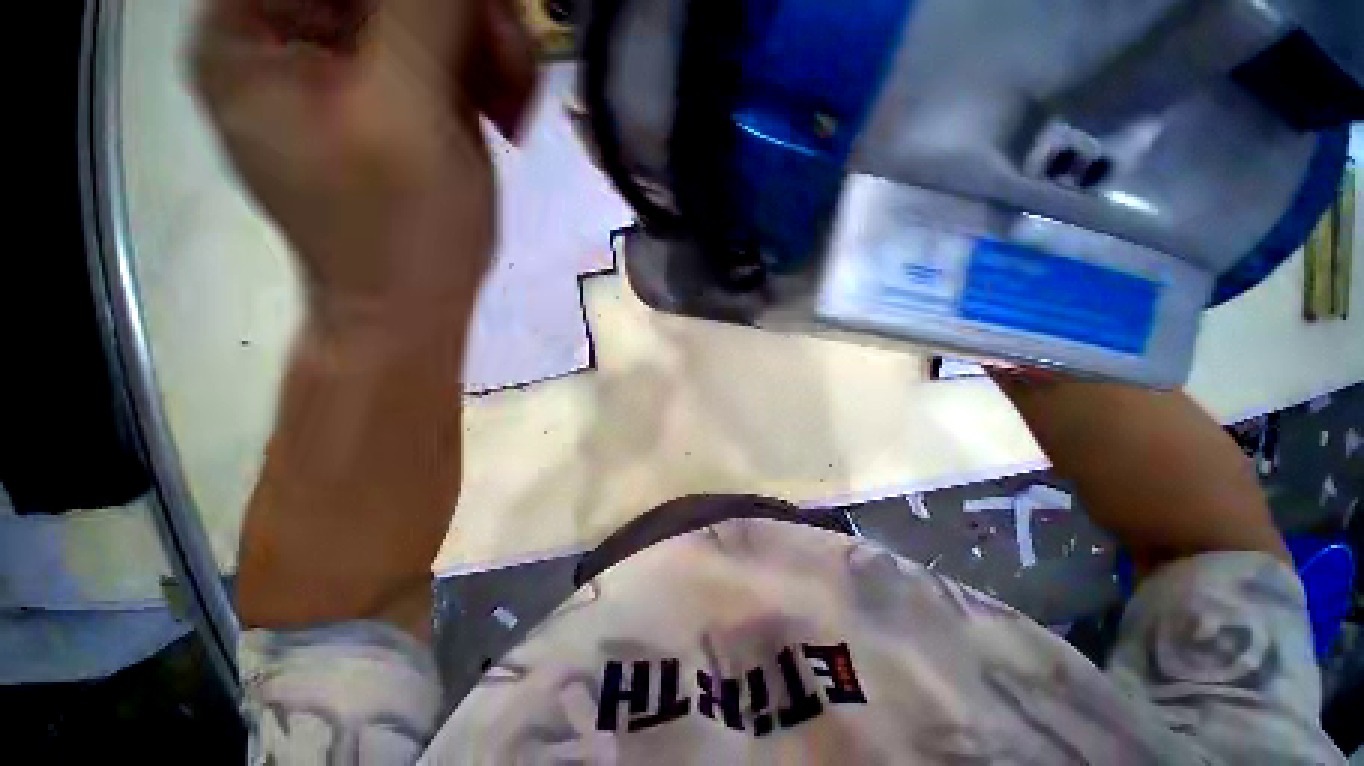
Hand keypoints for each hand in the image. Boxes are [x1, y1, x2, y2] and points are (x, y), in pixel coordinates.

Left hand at [193, 0, 536, 331]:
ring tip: (512, 110)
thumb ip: (422, 8)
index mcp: (247, 26)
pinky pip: (438, 45)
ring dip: (484, 48)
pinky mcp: (381, 87)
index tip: (483, 27)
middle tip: (512, 76)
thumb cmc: (402, 230)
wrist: (414, 304)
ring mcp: (335, 57)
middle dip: (466, 17)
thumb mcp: (407, 112)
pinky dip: (481, 72)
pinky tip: (502, 114)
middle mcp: (281, 26)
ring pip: (424, 8)